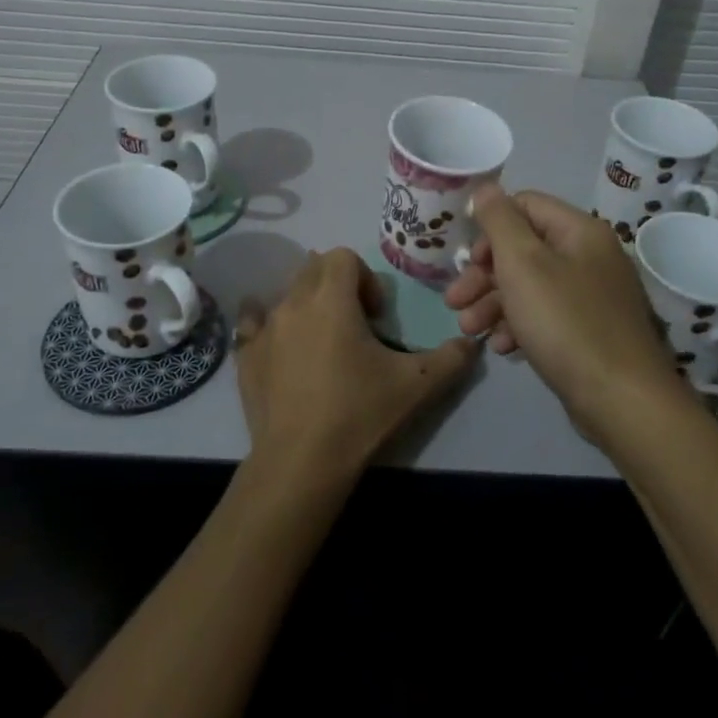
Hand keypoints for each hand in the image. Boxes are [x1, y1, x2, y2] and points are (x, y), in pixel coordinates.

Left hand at [236, 248, 476, 489]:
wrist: (301, 461)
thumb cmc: (360, 413)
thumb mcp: (417, 385)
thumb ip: (451, 358)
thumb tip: (473, 343)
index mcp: (331, 300)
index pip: (342, 256)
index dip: (364, 277)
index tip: (375, 316)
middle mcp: (293, 303)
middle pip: (313, 268)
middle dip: (336, 286)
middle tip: (355, 325)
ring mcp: (263, 329)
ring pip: (286, 295)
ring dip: (307, 305)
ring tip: (323, 343)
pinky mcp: (244, 356)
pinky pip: (253, 323)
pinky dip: (268, 325)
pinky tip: (281, 349)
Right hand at [445, 187, 682, 440]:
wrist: (621, 399)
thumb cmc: (565, 322)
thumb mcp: (523, 263)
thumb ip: (500, 221)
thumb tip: (486, 188)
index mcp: (579, 230)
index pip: (525, 205)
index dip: (489, 227)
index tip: (465, 258)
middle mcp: (589, 256)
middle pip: (524, 249)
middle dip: (484, 274)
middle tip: (453, 301)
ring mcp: (592, 295)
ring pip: (531, 286)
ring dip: (494, 303)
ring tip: (469, 330)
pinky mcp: (589, 330)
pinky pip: (546, 315)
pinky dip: (519, 325)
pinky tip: (501, 347)